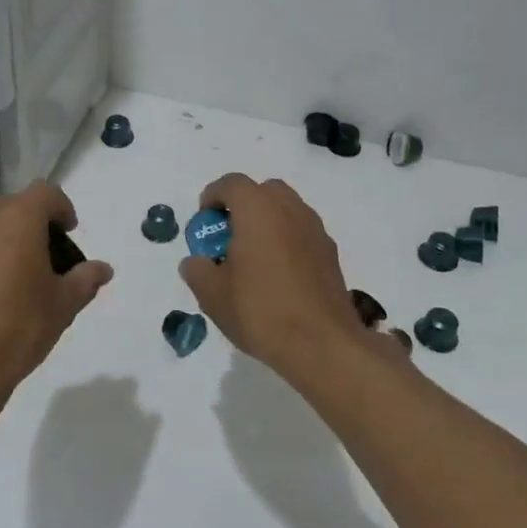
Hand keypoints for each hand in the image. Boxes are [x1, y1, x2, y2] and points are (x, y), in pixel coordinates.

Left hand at [0, 181, 113, 403]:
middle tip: (46, 257)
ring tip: (16, 272)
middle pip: (15, 205)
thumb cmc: (18, 327)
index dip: (62, 208)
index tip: (68, 233)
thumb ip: (85, 279)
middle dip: (34, 223)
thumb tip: (103, 269)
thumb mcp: (63, 304)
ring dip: (6, 236)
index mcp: (18, 219)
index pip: (46, 193)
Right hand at [178, 174, 371, 378]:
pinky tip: (277, 275)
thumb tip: (196, 262)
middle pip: (263, 190)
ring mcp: (315, 230)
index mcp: (258, 210)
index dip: (213, 196)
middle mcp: (290, 210)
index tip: (204, 222)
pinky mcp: (330, 253)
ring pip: (286, 210)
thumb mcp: (212, 295)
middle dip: (243, 205)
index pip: (232, 184)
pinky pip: (301, 232)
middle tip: (228, 236)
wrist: (321, 344)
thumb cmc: (260, 311)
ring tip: (253, 257)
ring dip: (266, 222)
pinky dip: (286, 240)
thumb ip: (197, 271)